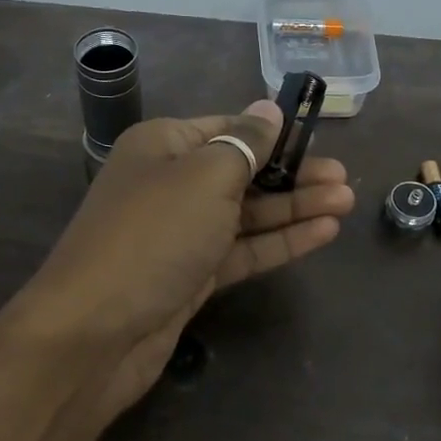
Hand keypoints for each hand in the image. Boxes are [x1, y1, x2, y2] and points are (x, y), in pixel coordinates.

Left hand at [20, 100, 354, 422]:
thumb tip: (268, 108)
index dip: (273, 133)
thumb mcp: (204, 177)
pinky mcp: (191, 277)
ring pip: (246, 214)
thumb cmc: (153, 236)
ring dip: (294, 208)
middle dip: (293, 174)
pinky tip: (322, 233)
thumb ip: (244, 144)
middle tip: (344, 179)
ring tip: (346, 203)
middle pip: (242, 172)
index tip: (318, 137)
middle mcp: (170, 184)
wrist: (94, 333)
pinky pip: (242, 250)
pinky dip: (279, 242)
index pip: (227, 128)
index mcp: (163, 146)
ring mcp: (181, 234)